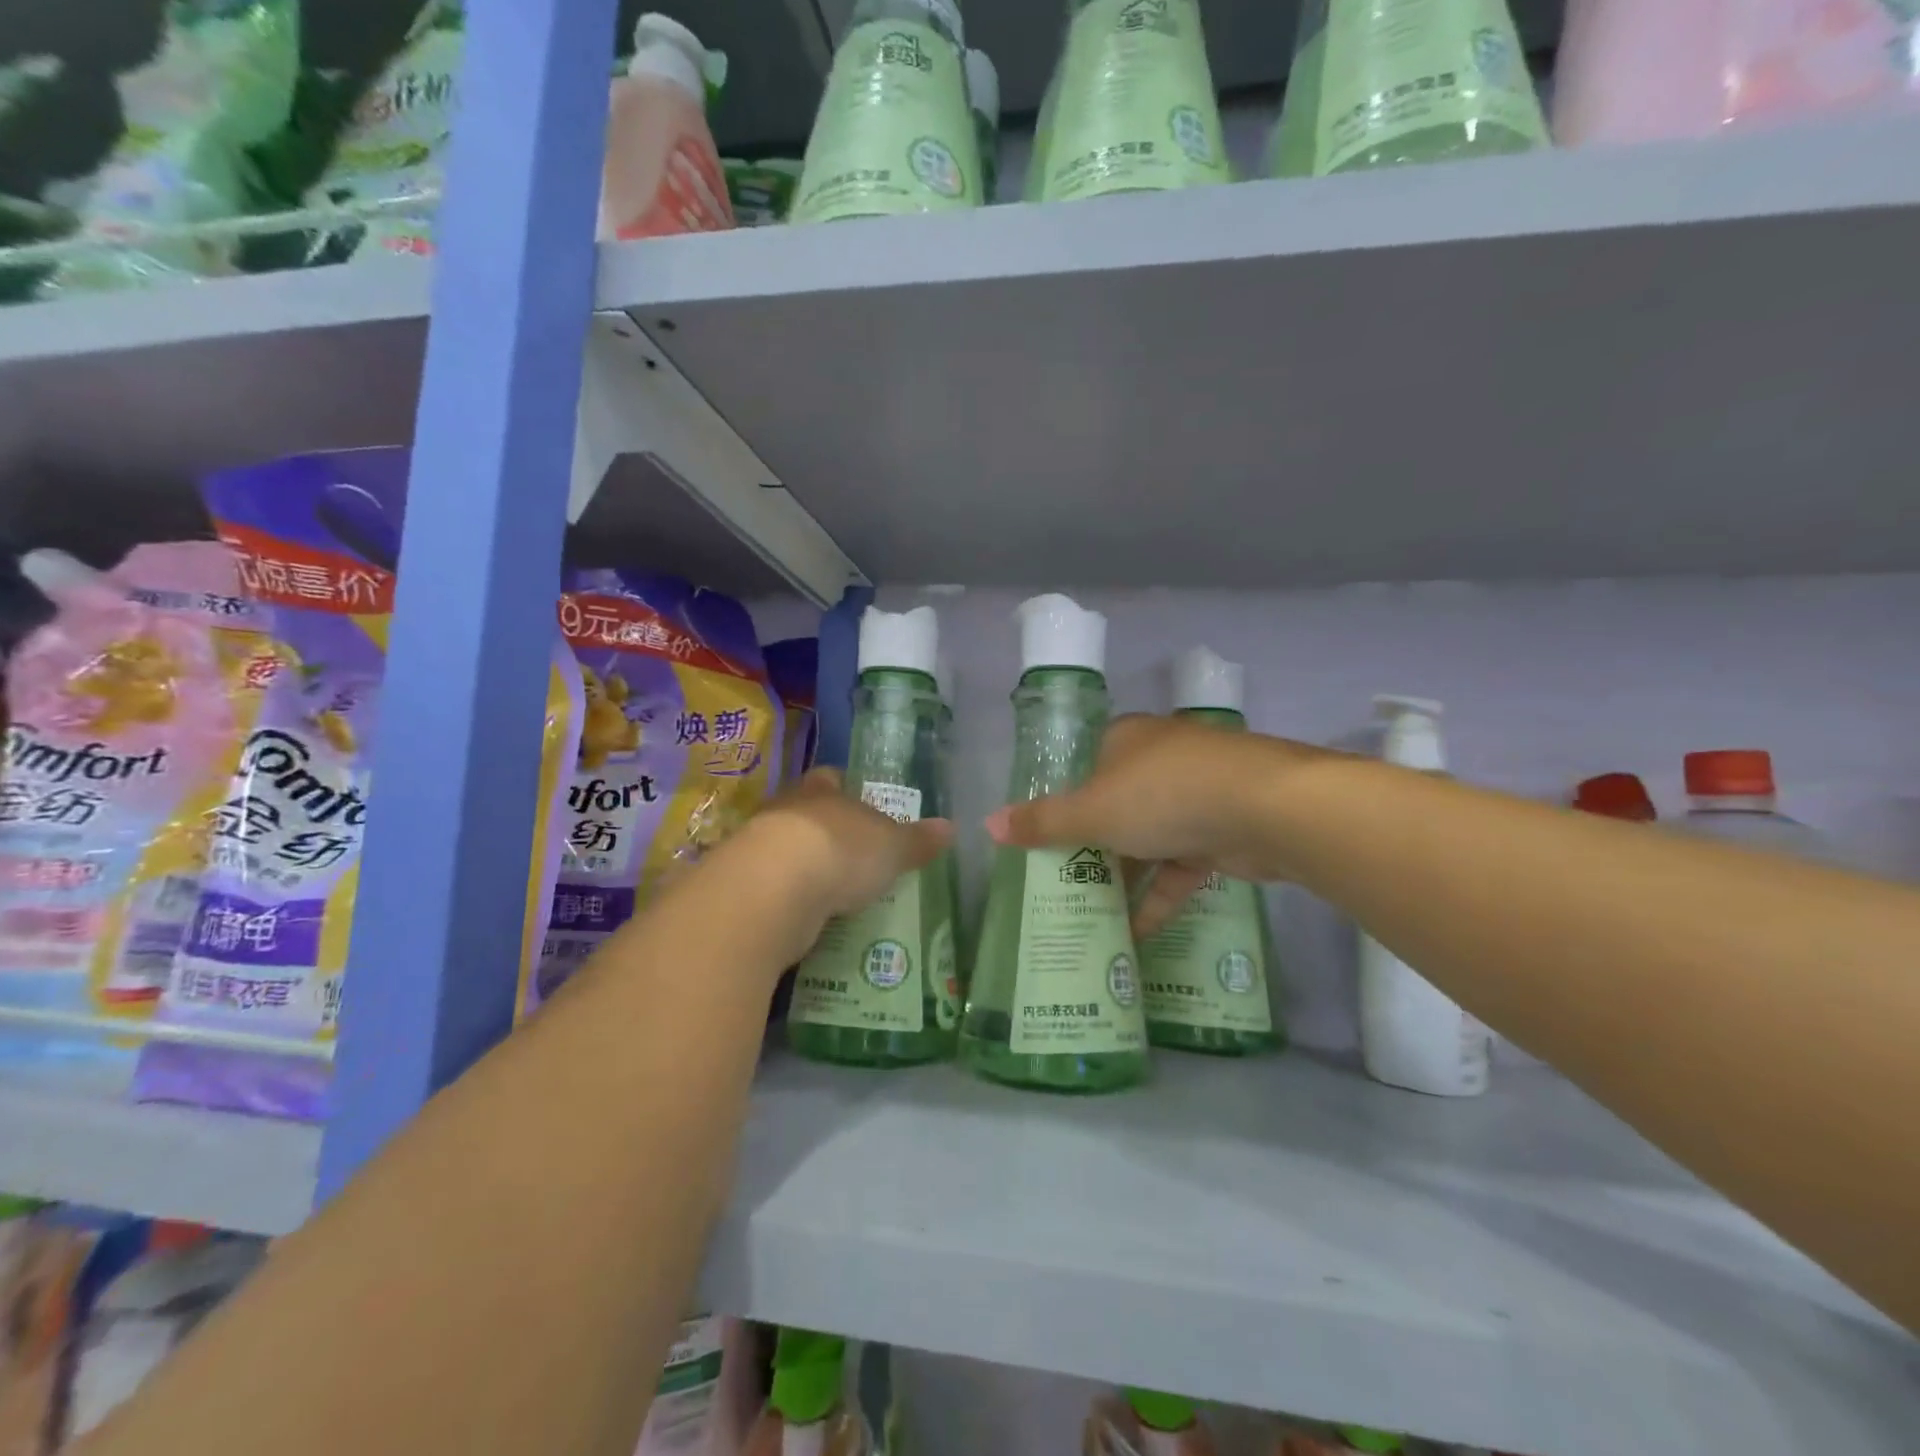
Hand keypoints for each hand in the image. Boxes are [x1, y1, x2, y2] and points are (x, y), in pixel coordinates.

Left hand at [751, 768, 952, 922]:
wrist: (773, 890)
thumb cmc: (841, 850)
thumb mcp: (892, 846)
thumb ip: (917, 839)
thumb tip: (950, 827)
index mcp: (821, 790)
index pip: (831, 778)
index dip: (845, 787)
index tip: (860, 799)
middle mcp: (786, 811)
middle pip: (807, 812)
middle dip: (827, 829)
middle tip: (853, 851)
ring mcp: (759, 848)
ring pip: (787, 850)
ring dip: (806, 866)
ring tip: (833, 889)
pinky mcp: (746, 887)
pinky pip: (774, 887)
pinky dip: (790, 898)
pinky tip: (808, 915)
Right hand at [986, 714, 1324, 934]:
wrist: (1269, 809)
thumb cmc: (1163, 795)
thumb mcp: (1092, 812)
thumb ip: (1042, 822)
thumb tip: (986, 825)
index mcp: (1125, 740)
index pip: (1082, 766)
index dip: (1059, 799)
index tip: (1040, 837)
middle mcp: (1158, 761)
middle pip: (1113, 805)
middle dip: (1089, 846)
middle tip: (1056, 882)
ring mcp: (1194, 795)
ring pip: (1146, 839)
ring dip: (1123, 876)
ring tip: (1088, 914)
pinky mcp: (1220, 832)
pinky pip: (1179, 866)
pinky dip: (1159, 896)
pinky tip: (1136, 934)